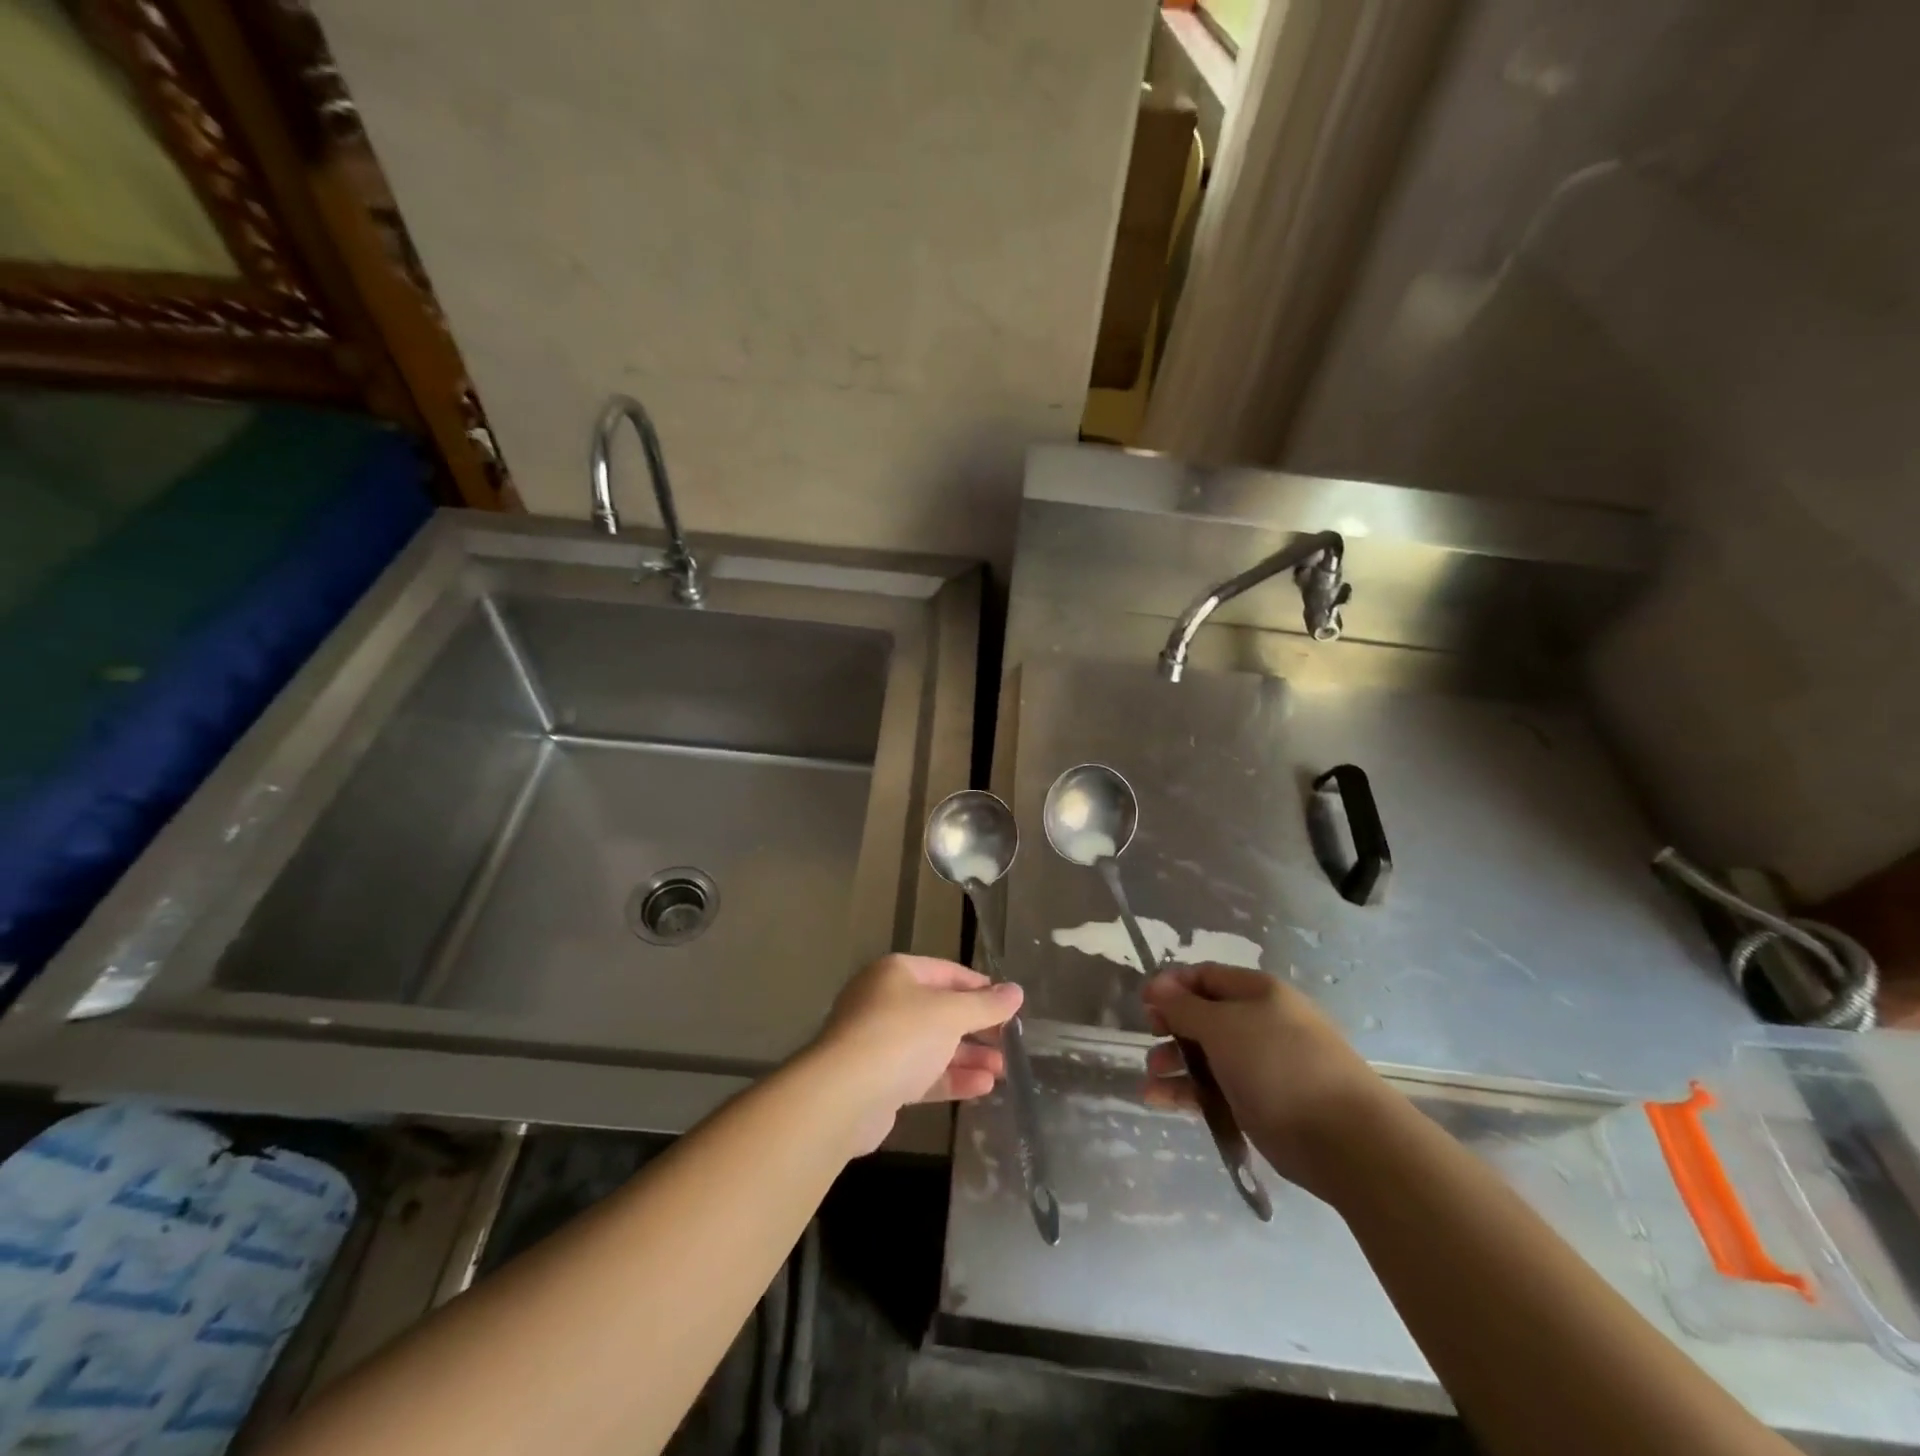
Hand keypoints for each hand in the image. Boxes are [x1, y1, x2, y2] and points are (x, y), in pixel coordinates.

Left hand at [810, 954, 1023, 1153]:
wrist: (843, 1096)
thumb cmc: (900, 1036)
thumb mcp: (950, 1014)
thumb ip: (985, 1005)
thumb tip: (1016, 991)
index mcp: (897, 973)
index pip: (947, 972)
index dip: (981, 987)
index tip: (1010, 1005)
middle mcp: (885, 1001)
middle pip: (940, 1010)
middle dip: (976, 1027)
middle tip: (1009, 1042)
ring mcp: (879, 1042)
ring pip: (932, 1045)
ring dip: (968, 1056)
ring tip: (1003, 1069)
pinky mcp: (879, 1081)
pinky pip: (922, 1074)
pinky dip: (951, 1078)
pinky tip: (983, 1088)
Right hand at [1142, 964, 1387, 1196]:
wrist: (1344, 1139)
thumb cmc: (1278, 1065)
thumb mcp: (1222, 1026)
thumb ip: (1184, 1006)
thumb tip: (1157, 985)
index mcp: (1258, 992)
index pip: (1206, 976)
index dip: (1172, 985)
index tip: (1144, 1004)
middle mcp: (1260, 1022)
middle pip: (1205, 1016)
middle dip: (1171, 1026)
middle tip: (1150, 1039)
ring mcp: (1262, 1065)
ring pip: (1208, 1056)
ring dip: (1174, 1063)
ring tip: (1150, 1080)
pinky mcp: (1261, 1103)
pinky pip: (1216, 1089)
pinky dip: (1188, 1093)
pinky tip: (1160, 1101)